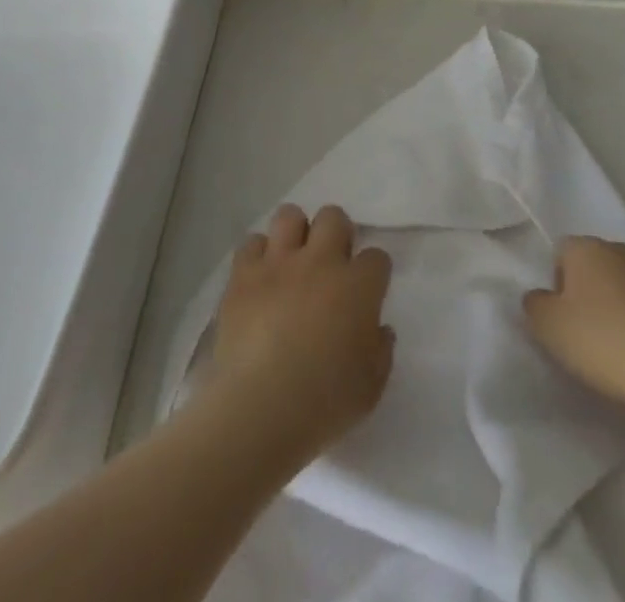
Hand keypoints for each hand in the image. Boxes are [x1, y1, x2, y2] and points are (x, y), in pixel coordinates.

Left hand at [210, 204, 394, 463]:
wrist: (259, 409)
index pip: (377, 257)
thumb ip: (381, 351)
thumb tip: (379, 329)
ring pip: (290, 215)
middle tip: (331, 264)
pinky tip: (260, 278)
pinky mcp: (244, 274)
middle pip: (334, 217)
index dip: (374, 273)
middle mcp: (320, 261)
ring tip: (292, 261)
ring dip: (295, 233)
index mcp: (358, 287)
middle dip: (337, 233)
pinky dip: (257, 256)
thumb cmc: (323, 403)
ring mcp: (279, 263)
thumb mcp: (370, 388)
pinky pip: (252, 243)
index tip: (367, 292)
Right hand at [524, 237, 624, 424]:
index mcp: (589, 249)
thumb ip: (536, 306)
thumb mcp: (549, 329)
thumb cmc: (604, 344)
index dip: (560, 283)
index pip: (564, 253)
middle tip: (598, 334)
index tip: (565, 319)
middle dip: (600, 290)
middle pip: (605, 264)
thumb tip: (539, 297)